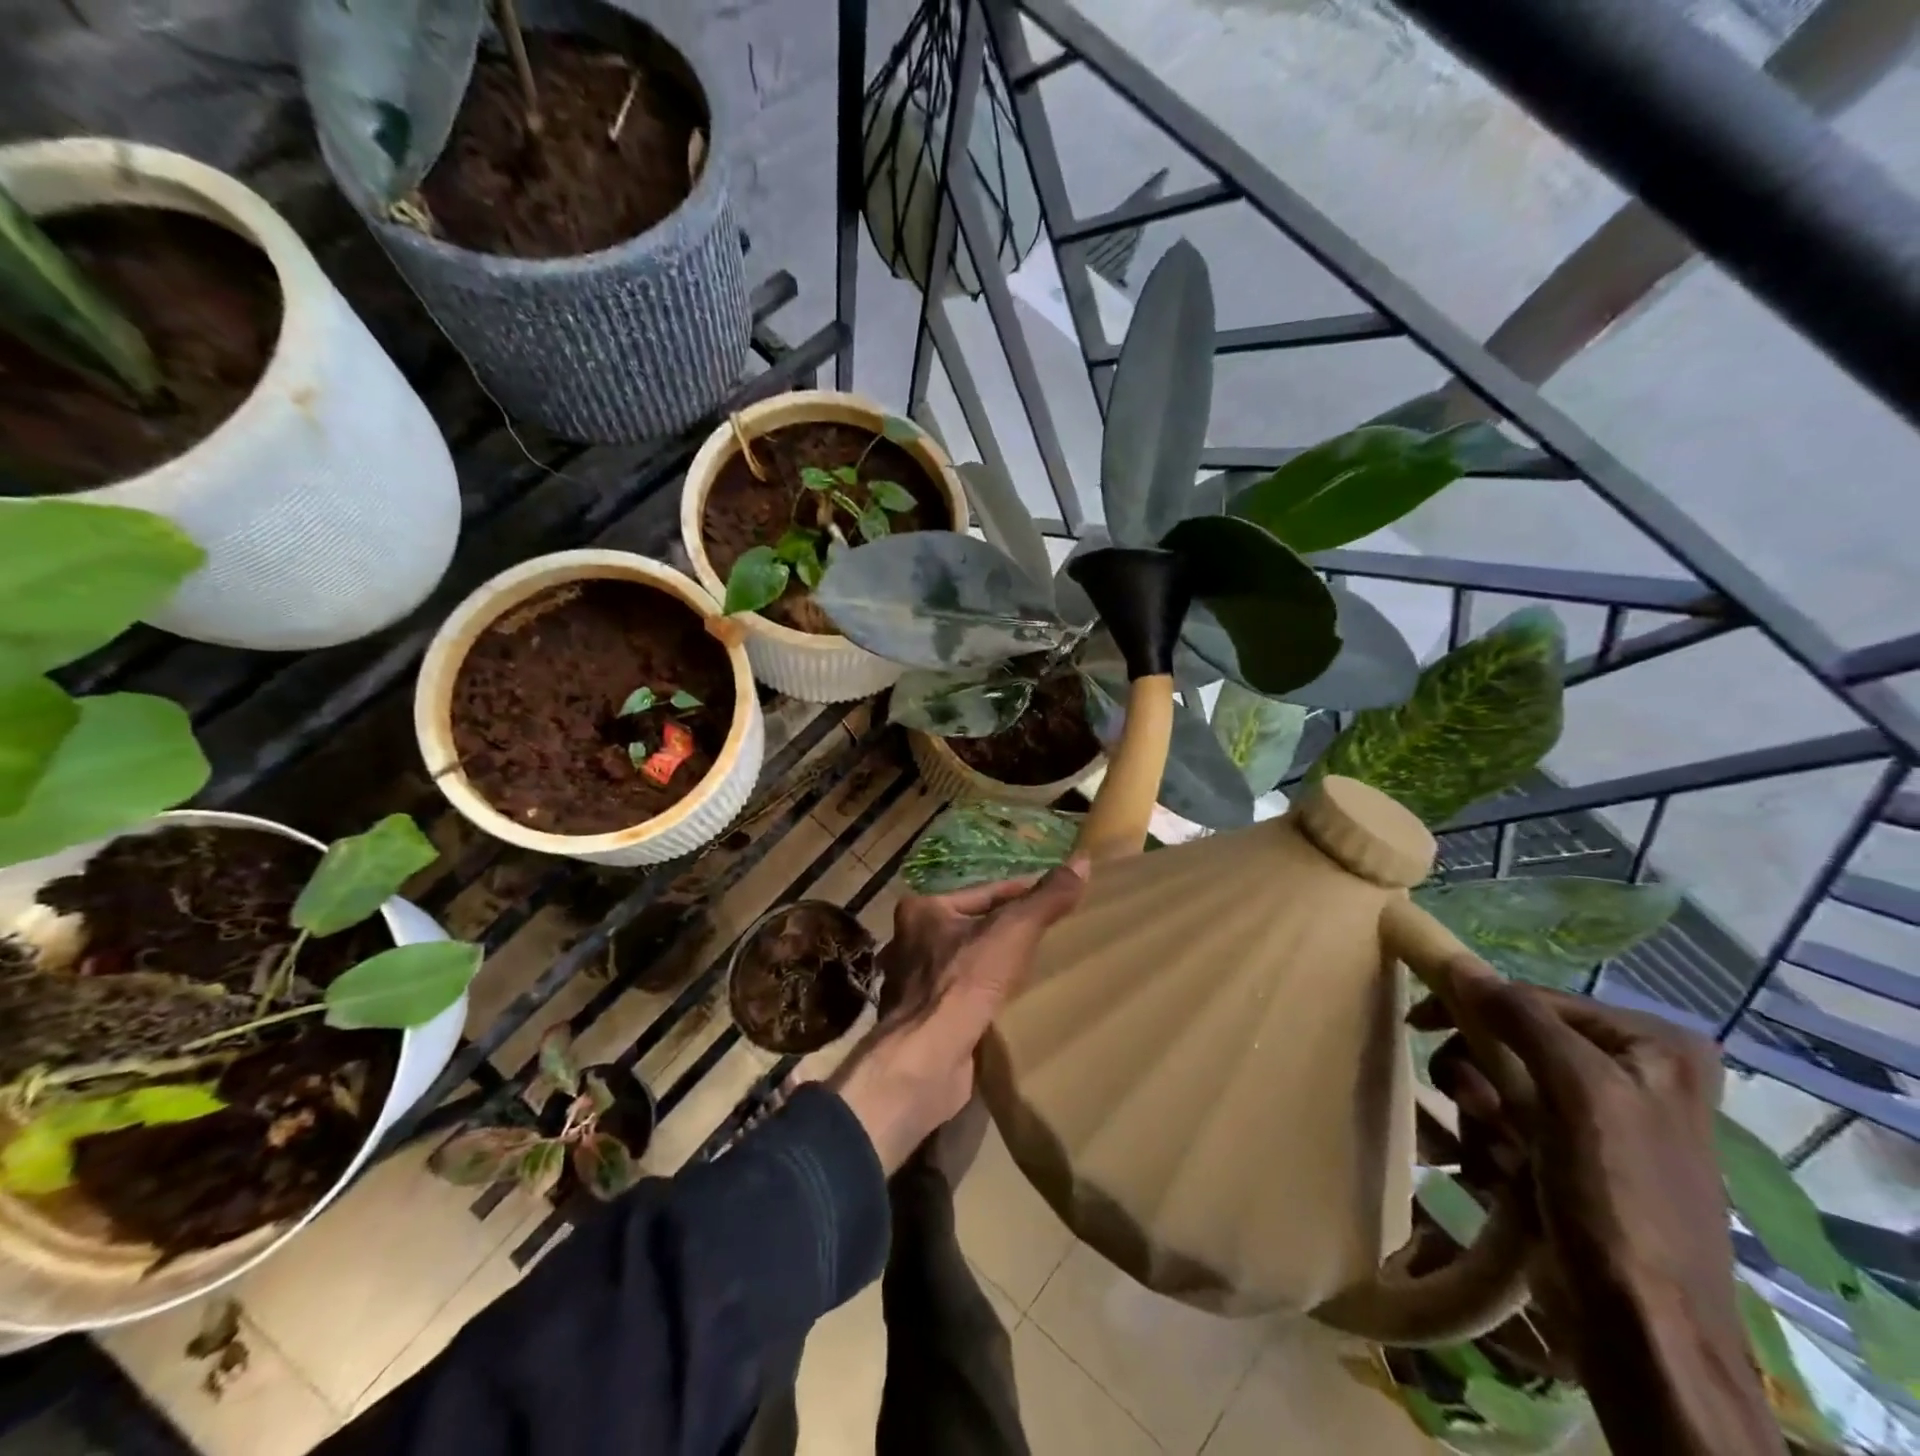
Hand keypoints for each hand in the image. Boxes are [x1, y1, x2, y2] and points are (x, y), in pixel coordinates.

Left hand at [830, 862, 1087, 1173]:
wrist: (925, 1060)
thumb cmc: (963, 983)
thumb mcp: (1012, 931)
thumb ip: (1046, 898)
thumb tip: (1083, 860)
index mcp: (922, 909)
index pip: (985, 893)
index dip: (1024, 893)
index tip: (1060, 899)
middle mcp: (910, 941)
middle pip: (975, 927)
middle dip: (1010, 932)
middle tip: (1055, 934)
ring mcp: (914, 983)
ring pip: (970, 963)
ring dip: (999, 966)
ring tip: (1040, 968)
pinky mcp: (924, 1019)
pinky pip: (965, 996)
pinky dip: (988, 996)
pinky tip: (1015, 1003)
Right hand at [1411, 979, 1782, 1453]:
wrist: (1642, 1329)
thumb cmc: (1618, 1199)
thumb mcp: (1578, 1094)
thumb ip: (1519, 1019)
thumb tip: (1455, 961)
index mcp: (1654, 1048)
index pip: (1533, 999)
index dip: (1473, 1008)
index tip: (1416, 1024)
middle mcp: (1634, 1074)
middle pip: (1514, 1040)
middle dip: (1480, 1072)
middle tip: (1472, 1104)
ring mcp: (1602, 1119)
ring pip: (1503, 1081)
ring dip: (1482, 1112)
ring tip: (1495, 1150)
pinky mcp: (1573, 1158)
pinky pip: (1509, 1122)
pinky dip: (1492, 1142)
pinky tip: (1501, 1173)